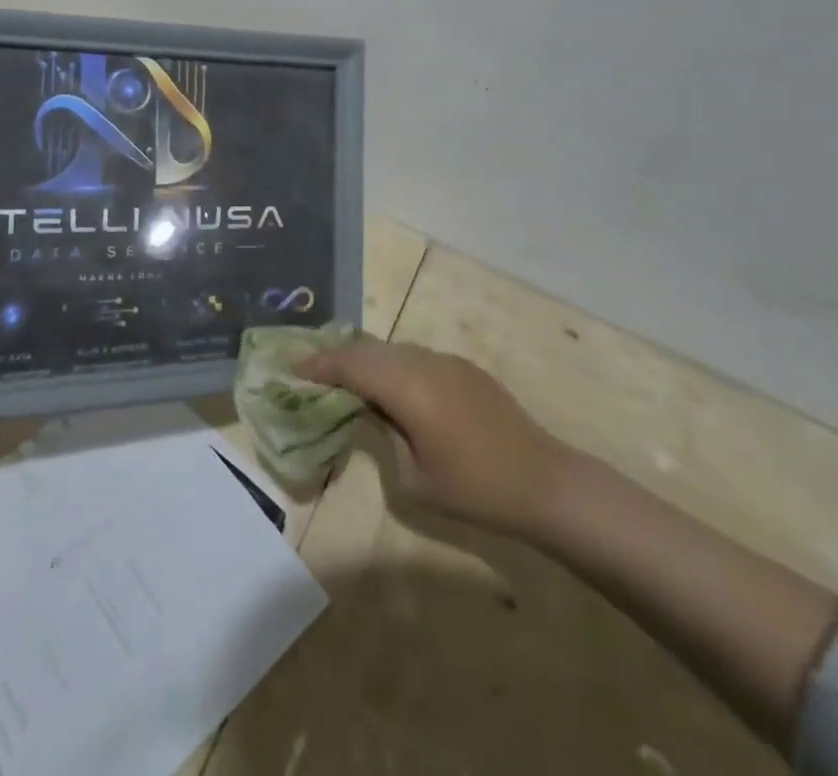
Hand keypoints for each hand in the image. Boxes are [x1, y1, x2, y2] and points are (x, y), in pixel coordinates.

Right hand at [299, 340, 569, 537]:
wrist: (543, 482)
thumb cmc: (475, 489)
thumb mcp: (414, 477)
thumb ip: (384, 435)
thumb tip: (371, 412)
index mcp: (407, 386)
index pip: (351, 365)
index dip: (320, 366)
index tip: (294, 370)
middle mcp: (423, 361)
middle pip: (369, 349)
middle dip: (338, 356)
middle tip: (312, 370)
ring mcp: (446, 360)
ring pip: (393, 349)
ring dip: (366, 358)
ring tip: (345, 375)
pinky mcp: (464, 367)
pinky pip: (416, 356)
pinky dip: (393, 363)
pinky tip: (390, 384)